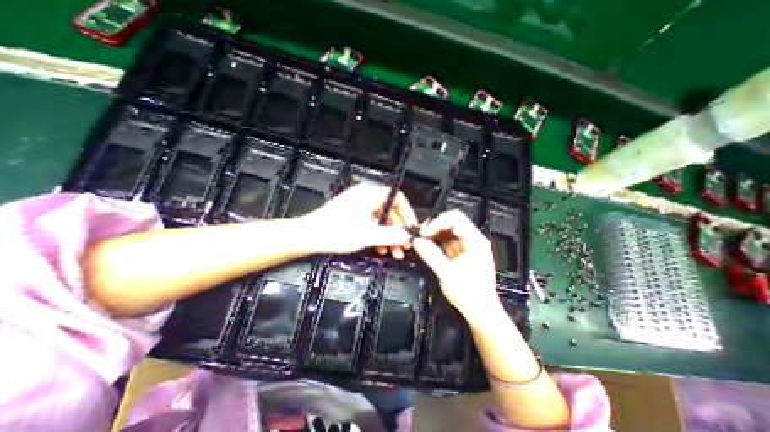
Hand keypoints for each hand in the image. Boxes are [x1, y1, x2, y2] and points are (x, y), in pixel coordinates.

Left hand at [302, 183, 419, 256]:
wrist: (308, 236)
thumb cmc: (334, 231)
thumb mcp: (368, 235)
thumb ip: (391, 236)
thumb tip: (407, 236)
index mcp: (370, 194)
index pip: (397, 198)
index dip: (408, 214)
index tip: (411, 228)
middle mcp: (365, 196)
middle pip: (390, 211)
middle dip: (398, 229)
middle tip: (403, 244)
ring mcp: (359, 205)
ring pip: (381, 219)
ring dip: (389, 235)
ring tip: (394, 251)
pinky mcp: (353, 214)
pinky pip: (372, 223)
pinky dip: (378, 235)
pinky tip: (381, 248)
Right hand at [412, 210, 502, 323]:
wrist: (480, 312)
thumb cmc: (470, 296)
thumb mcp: (447, 274)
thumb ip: (431, 255)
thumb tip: (417, 242)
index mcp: (476, 242)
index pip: (455, 219)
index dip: (437, 223)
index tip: (424, 232)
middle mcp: (473, 240)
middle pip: (451, 222)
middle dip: (434, 226)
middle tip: (421, 235)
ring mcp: (467, 246)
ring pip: (448, 231)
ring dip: (434, 234)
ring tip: (422, 241)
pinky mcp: (461, 253)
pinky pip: (446, 241)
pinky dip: (436, 242)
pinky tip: (428, 247)